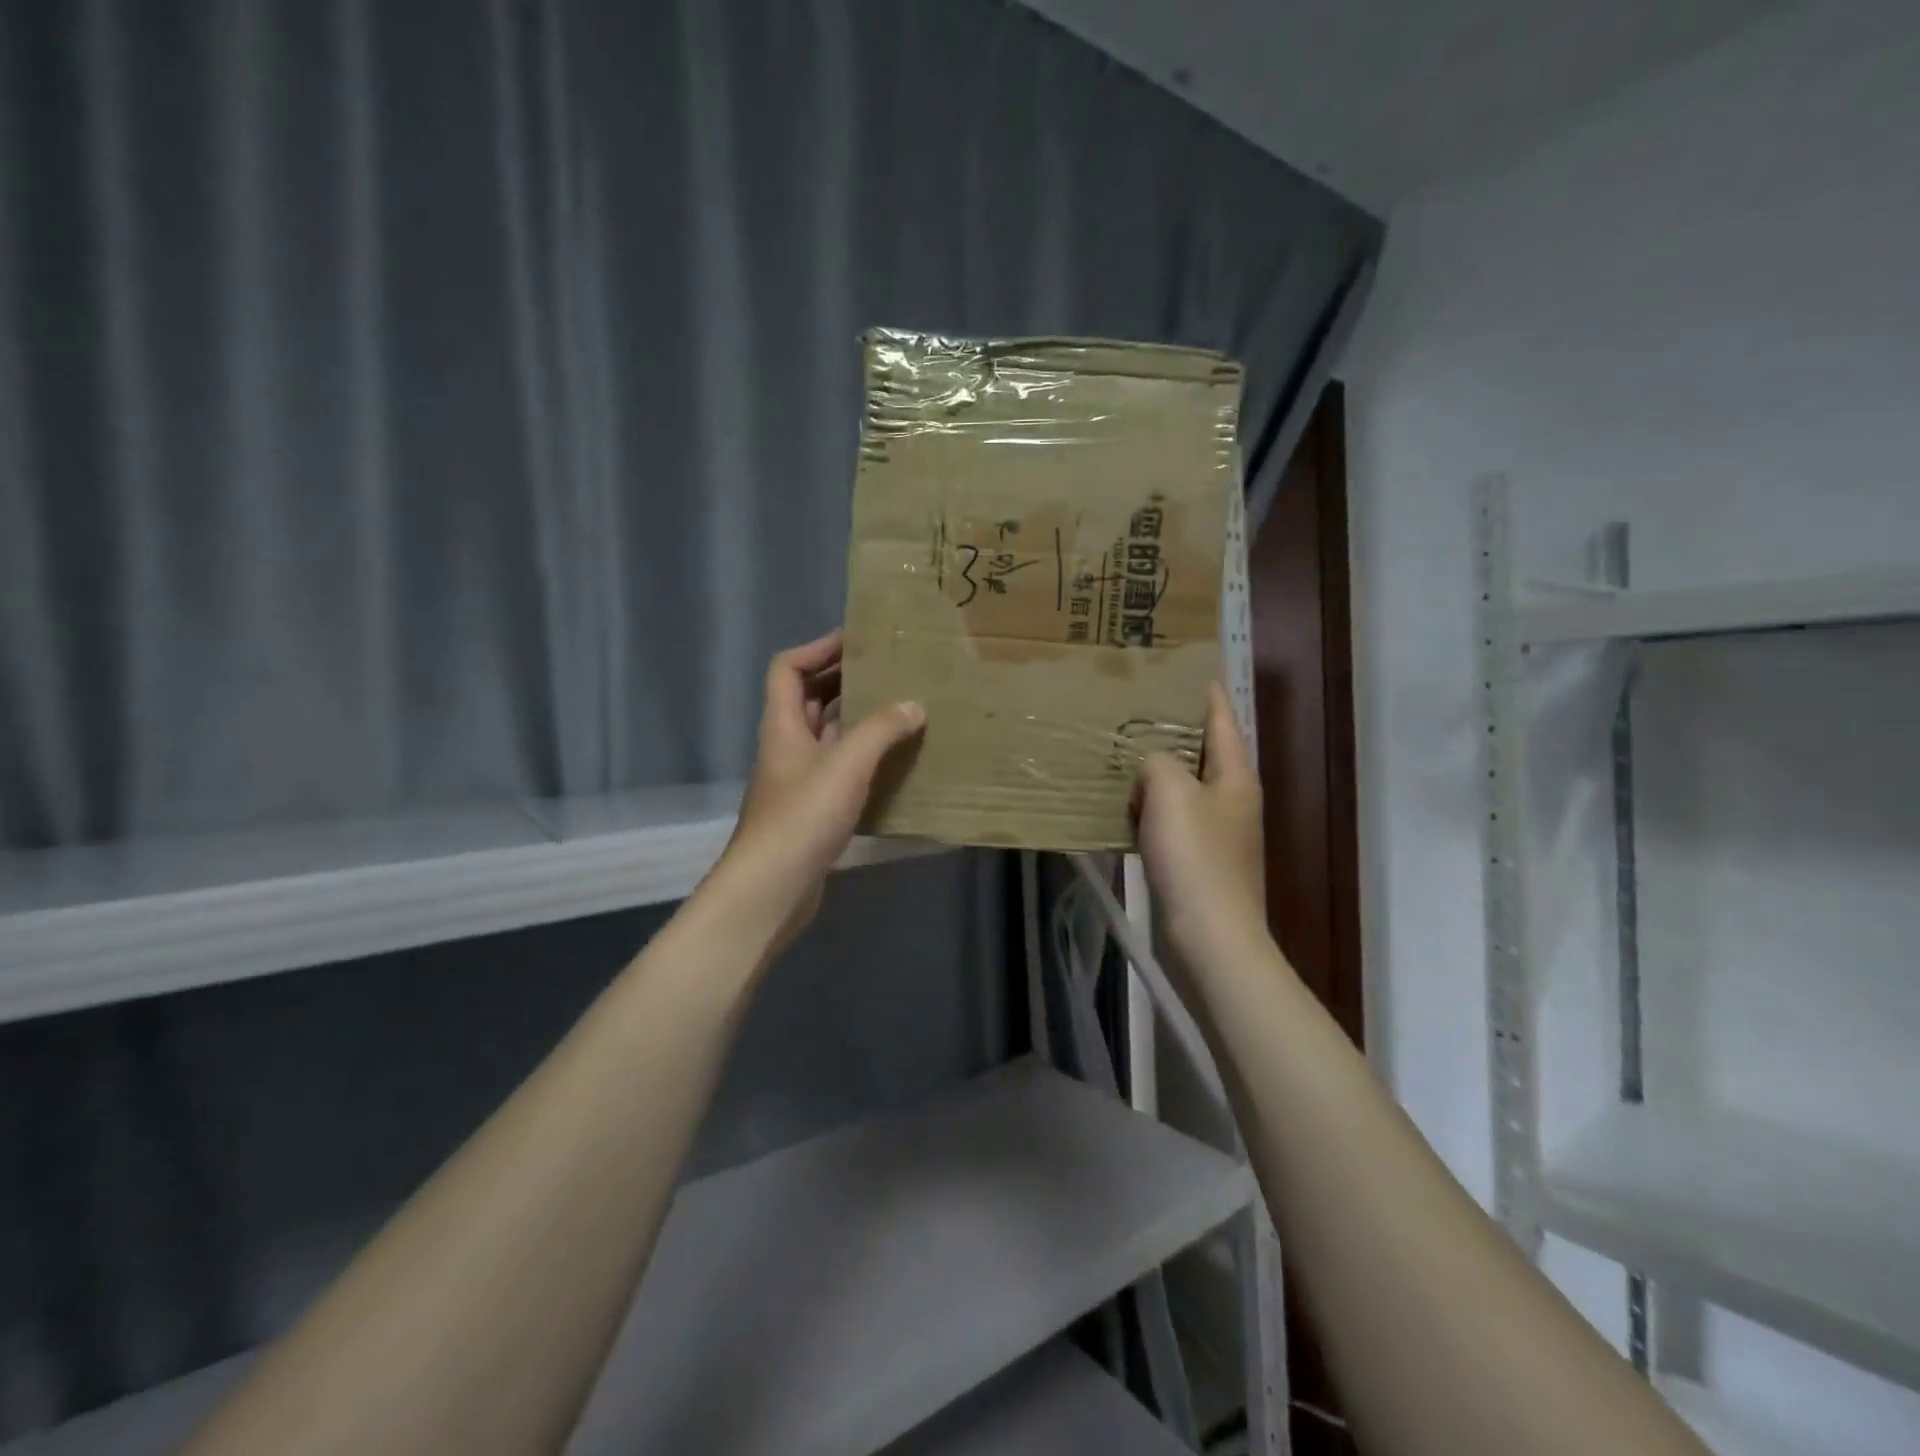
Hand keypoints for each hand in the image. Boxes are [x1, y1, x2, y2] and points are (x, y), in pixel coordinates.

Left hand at [705, 629, 925, 954]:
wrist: (772, 887)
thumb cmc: (803, 817)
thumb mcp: (846, 764)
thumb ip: (880, 730)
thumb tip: (914, 705)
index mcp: (783, 725)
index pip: (788, 669)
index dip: (818, 649)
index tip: (857, 641)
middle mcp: (786, 746)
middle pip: (809, 699)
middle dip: (843, 680)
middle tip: (887, 671)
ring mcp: (797, 780)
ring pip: (826, 735)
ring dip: (856, 720)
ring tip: (899, 709)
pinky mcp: (811, 809)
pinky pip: (838, 769)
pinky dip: (862, 758)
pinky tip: (893, 762)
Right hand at [1135, 683, 1267, 971]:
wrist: (1210, 936)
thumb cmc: (1195, 858)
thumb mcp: (1171, 793)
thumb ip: (1159, 762)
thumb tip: (1153, 766)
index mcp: (1235, 776)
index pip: (1221, 720)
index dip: (1205, 694)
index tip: (1185, 671)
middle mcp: (1231, 799)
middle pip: (1202, 752)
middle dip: (1172, 731)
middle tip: (1133, 711)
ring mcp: (1217, 832)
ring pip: (1182, 788)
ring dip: (1155, 773)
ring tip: (1120, 756)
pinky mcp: (1198, 860)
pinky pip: (1171, 820)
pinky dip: (1150, 809)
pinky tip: (1122, 808)